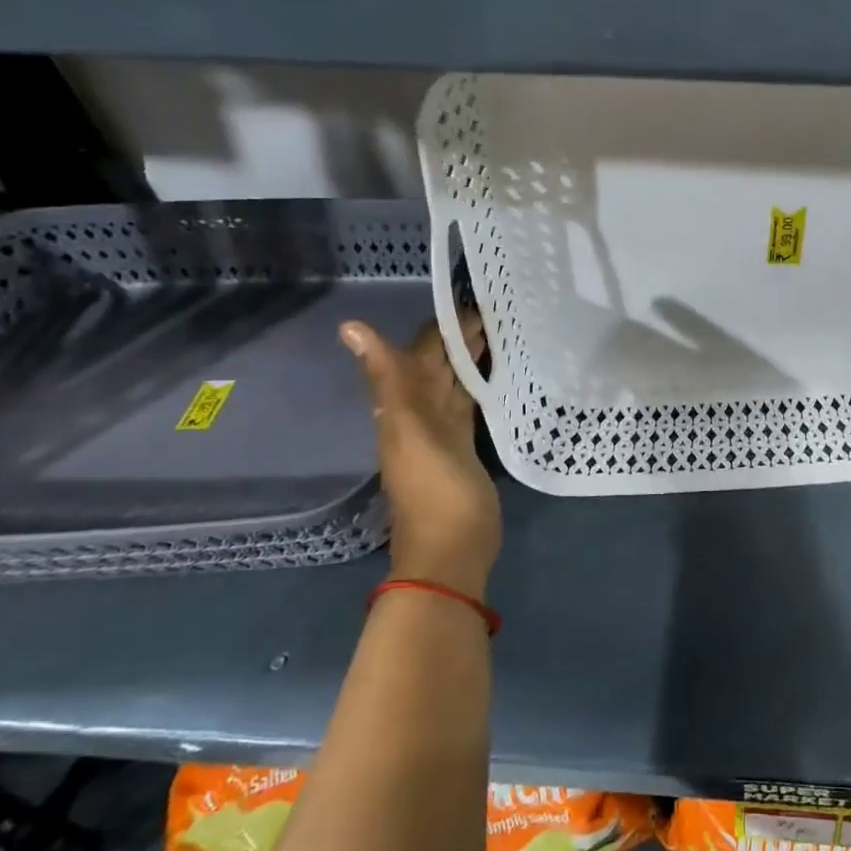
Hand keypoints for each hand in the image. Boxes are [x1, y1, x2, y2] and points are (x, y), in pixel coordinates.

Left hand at [341, 314, 500, 596]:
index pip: (422, 353)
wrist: (451, 552)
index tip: (474, 298)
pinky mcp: (465, 450)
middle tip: (497, 309)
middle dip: (460, 338)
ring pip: (454, 385)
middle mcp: (420, 415)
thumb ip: (390, 378)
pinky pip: (468, 407)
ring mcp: (444, 433)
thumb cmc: (436, 491)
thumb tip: (350, 327)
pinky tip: (497, 377)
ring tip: (500, 332)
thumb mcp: (412, 429)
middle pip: (439, 367)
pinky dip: (480, 387)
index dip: (442, 327)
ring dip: (470, 360)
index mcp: (404, 407)